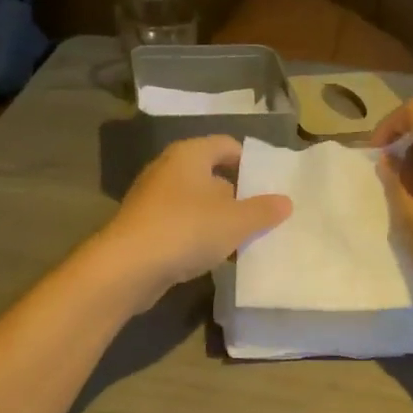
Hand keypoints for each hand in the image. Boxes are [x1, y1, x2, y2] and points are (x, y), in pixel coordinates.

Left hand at [90, 136, 291, 309]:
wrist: (127, 267)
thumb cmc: (186, 229)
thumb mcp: (235, 221)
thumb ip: (263, 210)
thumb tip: (285, 202)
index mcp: (190, 154)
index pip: (227, 146)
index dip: (250, 162)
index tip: (269, 186)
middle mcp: (168, 169)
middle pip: (212, 175)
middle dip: (237, 195)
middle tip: (262, 216)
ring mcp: (152, 199)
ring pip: (196, 203)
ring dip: (218, 220)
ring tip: (243, 241)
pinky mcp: (144, 227)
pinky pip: (180, 225)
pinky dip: (198, 236)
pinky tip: (213, 257)